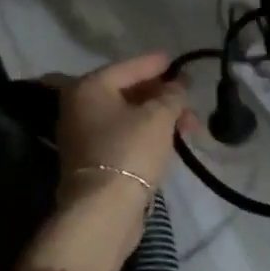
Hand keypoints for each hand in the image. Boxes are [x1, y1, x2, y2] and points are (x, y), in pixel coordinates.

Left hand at [54, 53, 195, 200]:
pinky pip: (124, 137)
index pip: (128, 67)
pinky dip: (147, 134)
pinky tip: (170, 140)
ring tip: (190, 126)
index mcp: (89, 87)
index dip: (155, 64)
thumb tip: (177, 86)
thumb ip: (172, 95)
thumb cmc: (130, 151)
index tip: (175, 60)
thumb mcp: (159, 116)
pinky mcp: (93, 161)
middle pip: (127, 92)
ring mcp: (83, 136)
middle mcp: (79, 107)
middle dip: (163, 96)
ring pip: (128, 117)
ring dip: (159, 118)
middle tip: (190, 100)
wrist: (104, 210)